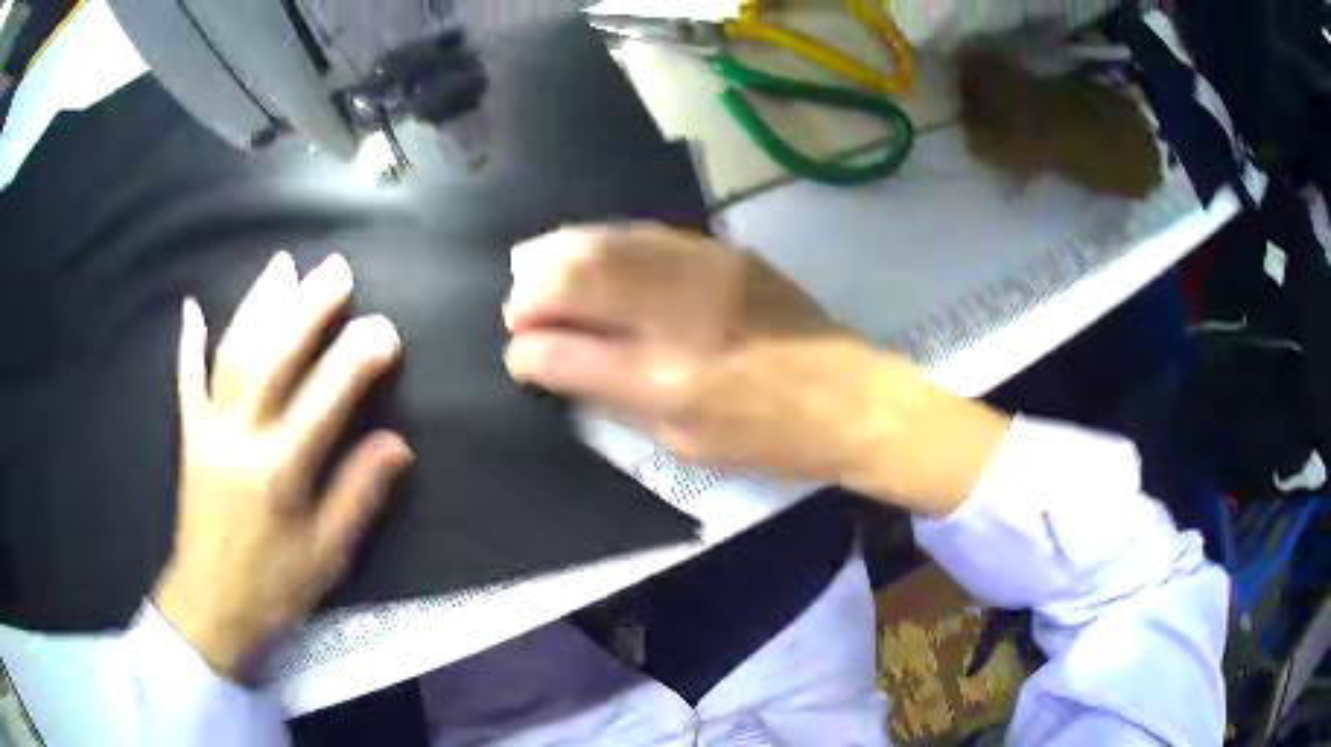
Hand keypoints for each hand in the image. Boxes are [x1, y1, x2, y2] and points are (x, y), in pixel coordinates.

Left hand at [154, 252, 412, 679]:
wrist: (211, 607)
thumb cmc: (274, 588)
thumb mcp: (327, 555)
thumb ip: (358, 494)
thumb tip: (396, 444)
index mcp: (280, 474)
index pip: (323, 401)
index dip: (356, 360)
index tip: (385, 330)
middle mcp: (240, 440)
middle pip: (273, 359)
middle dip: (306, 308)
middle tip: (336, 269)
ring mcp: (208, 432)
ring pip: (232, 355)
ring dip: (258, 305)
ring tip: (282, 265)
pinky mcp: (189, 437)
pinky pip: (186, 381)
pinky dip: (188, 341)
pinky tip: (191, 307)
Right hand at [503, 224, 1010, 514]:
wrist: (851, 398)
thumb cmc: (770, 439)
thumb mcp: (685, 443)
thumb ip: (614, 398)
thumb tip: (558, 364)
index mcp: (663, 382)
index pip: (562, 353)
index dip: (526, 351)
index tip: (518, 354)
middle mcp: (676, 317)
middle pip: (574, 279)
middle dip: (530, 292)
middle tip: (519, 308)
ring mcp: (703, 272)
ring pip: (605, 242)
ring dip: (557, 253)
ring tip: (534, 268)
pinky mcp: (725, 251)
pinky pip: (645, 233)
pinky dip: (603, 240)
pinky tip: (589, 251)